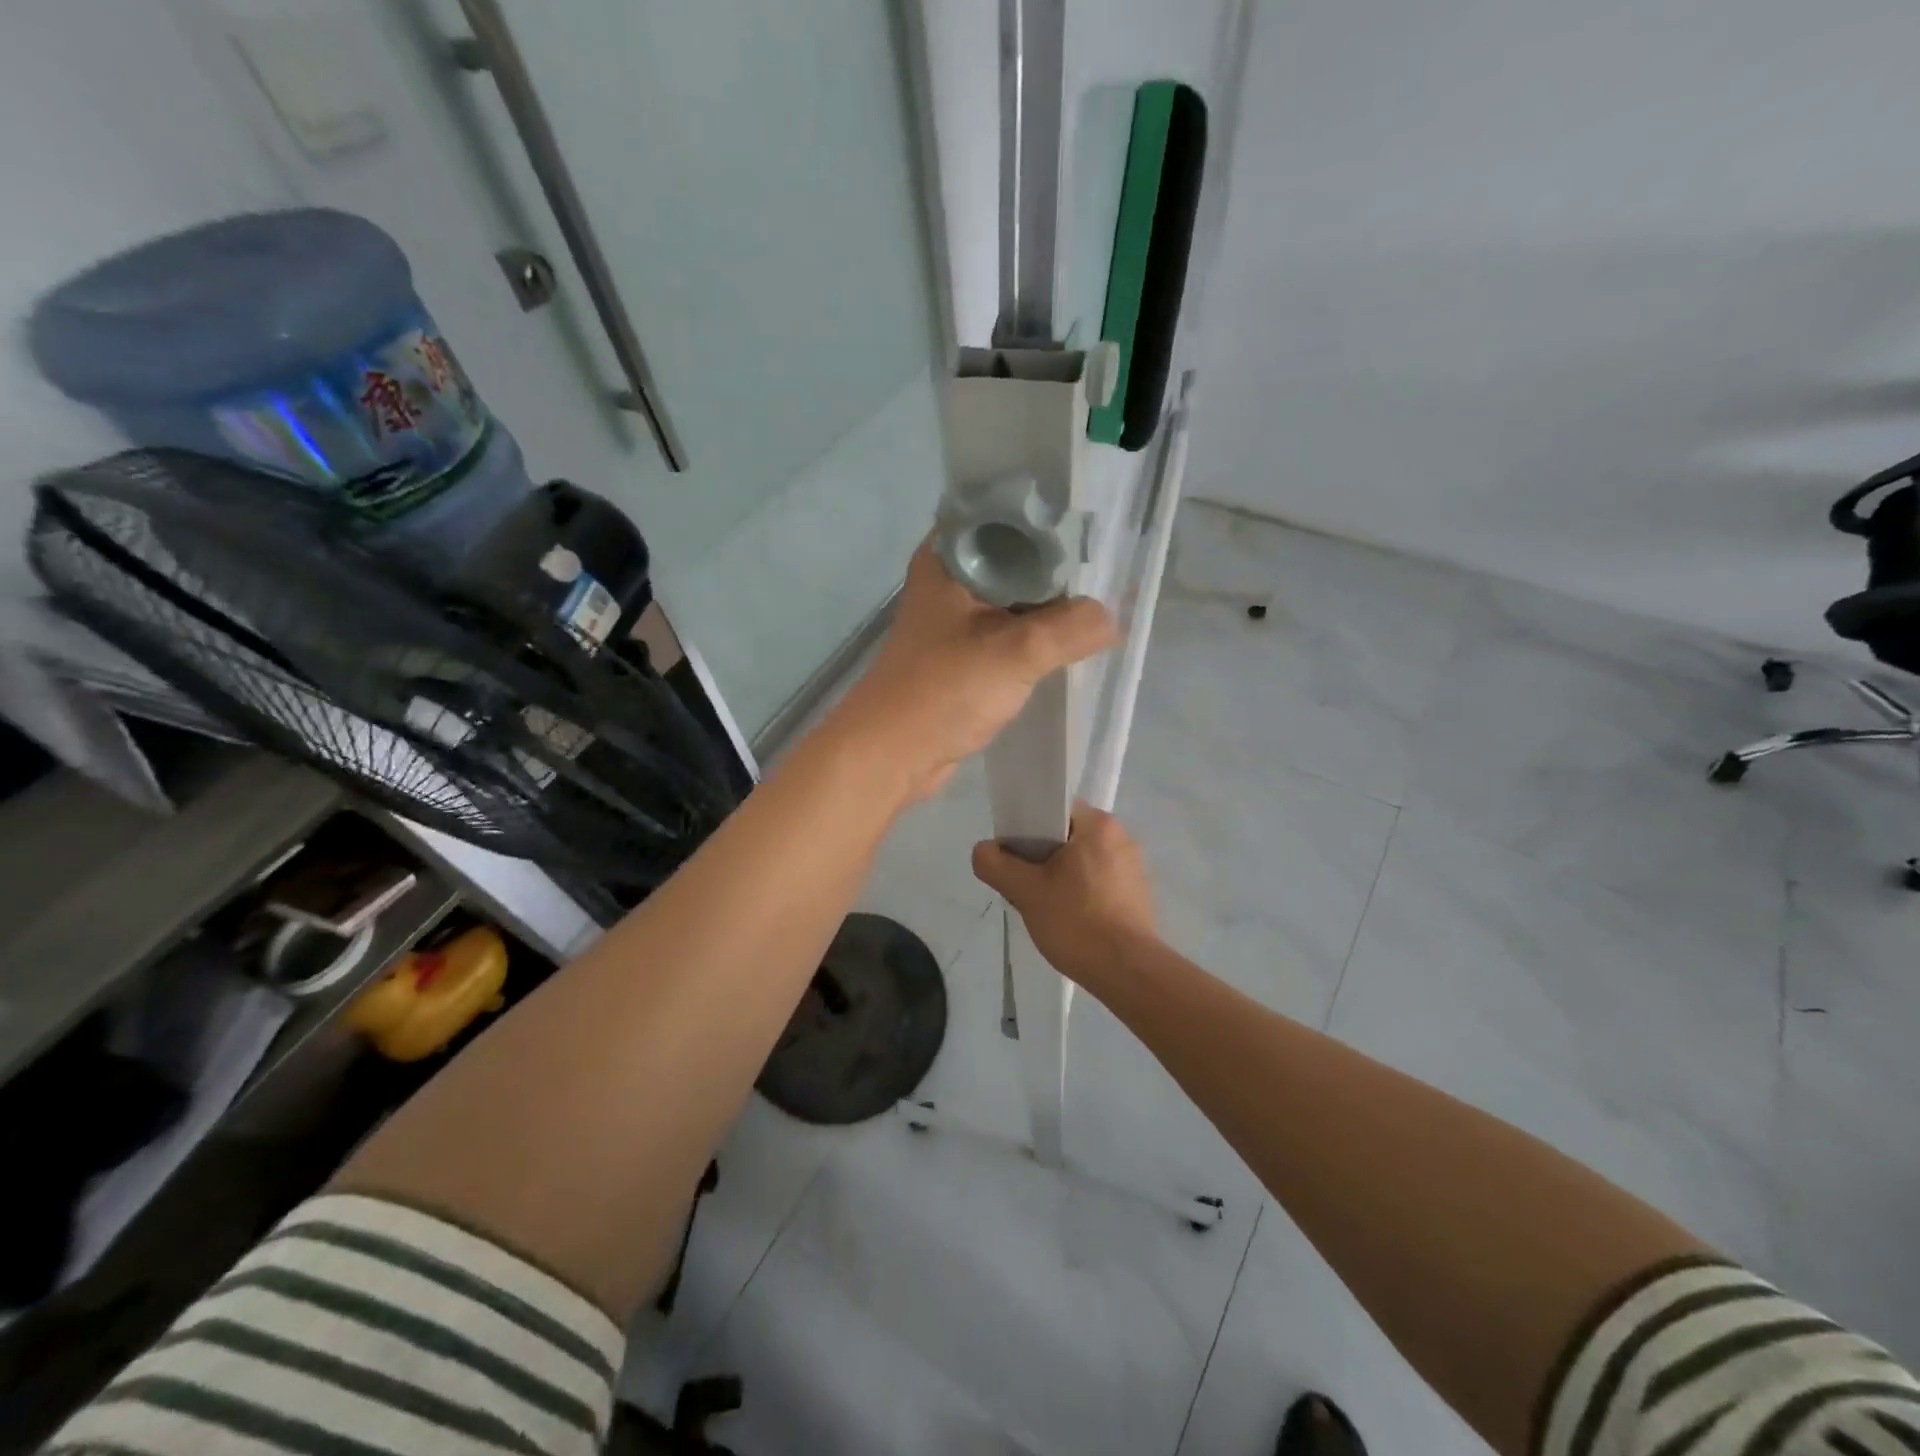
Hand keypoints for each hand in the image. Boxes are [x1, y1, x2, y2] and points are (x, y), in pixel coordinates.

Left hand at [831, 543, 1115, 801]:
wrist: (893, 754)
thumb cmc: (945, 690)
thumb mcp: (1017, 651)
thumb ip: (1072, 627)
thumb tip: (1112, 618)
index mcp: (949, 556)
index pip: (1008, 516)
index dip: (1052, 520)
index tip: (1098, 528)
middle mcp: (950, 579)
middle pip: (1016, 557)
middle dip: (1059, 568)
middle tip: (1111, 573)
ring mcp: (955, 618)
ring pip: (1014, 598)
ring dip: (1050, 606)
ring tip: (1102, 605)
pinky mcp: (962, 653)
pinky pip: (1008, 632)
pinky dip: (1035, 636)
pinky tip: (1071, 642)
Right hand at [971, 803, 1159, 989]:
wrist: (1127, 972)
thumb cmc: (1076, 921)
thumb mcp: (1025, 891)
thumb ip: (996, 864)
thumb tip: (984, 851)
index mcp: (1099, 824)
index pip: (1054, 810)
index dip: (1028, 829)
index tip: (1016, 857)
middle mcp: (1121, 837)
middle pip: (1068, 836)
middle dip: (1043, 858)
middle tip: (1025, 886)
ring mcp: (1134, 867)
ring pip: (1083, 861)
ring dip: (1062, 877)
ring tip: (1046, 907)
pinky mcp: (1139, 894)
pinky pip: (1101, 882)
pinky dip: (1082, 893)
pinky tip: (1071, 920)